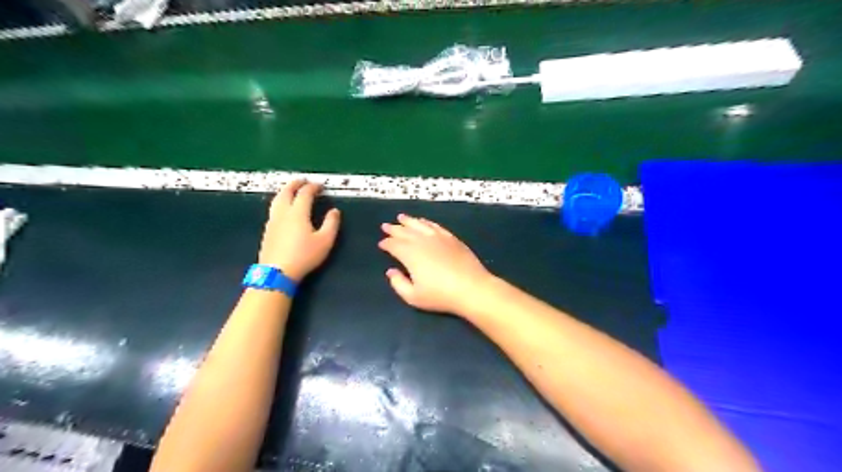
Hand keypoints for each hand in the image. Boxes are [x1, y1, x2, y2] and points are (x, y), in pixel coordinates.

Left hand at [262, 180, 343, 280]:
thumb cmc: (304, 256)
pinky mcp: (267, 230)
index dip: (313, 187)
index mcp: (298, 213)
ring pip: (277, 200)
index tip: (320, 185)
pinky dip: (280, 202)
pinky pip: (273, 209)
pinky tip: (283, 209)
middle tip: (303, 181)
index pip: (305, 193)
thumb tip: (334, 211)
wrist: (277, 272)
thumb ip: (331, 224)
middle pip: (286, 192)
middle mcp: (283, 213)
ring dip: (285, 191)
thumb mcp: (325, 241)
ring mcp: (273, 221)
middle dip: (295, 184)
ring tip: (291, 190)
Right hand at [378, 213, 490, 313]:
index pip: (394, 245)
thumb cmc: (440, 295)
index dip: (386, 243)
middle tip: (386, 226)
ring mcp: (438, 237)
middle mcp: (422, 241)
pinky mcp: (451, 238)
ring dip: (409, 221)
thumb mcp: (413, 297)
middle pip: (404, 232)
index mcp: (410, 254)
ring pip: (419, 225)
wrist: (471, 288)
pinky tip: (423, 221)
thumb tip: (391, 271)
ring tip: (401, 217)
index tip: (381, 243)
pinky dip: (427, 222)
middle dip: (394, 229)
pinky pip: (435, 226)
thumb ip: (398, 283)